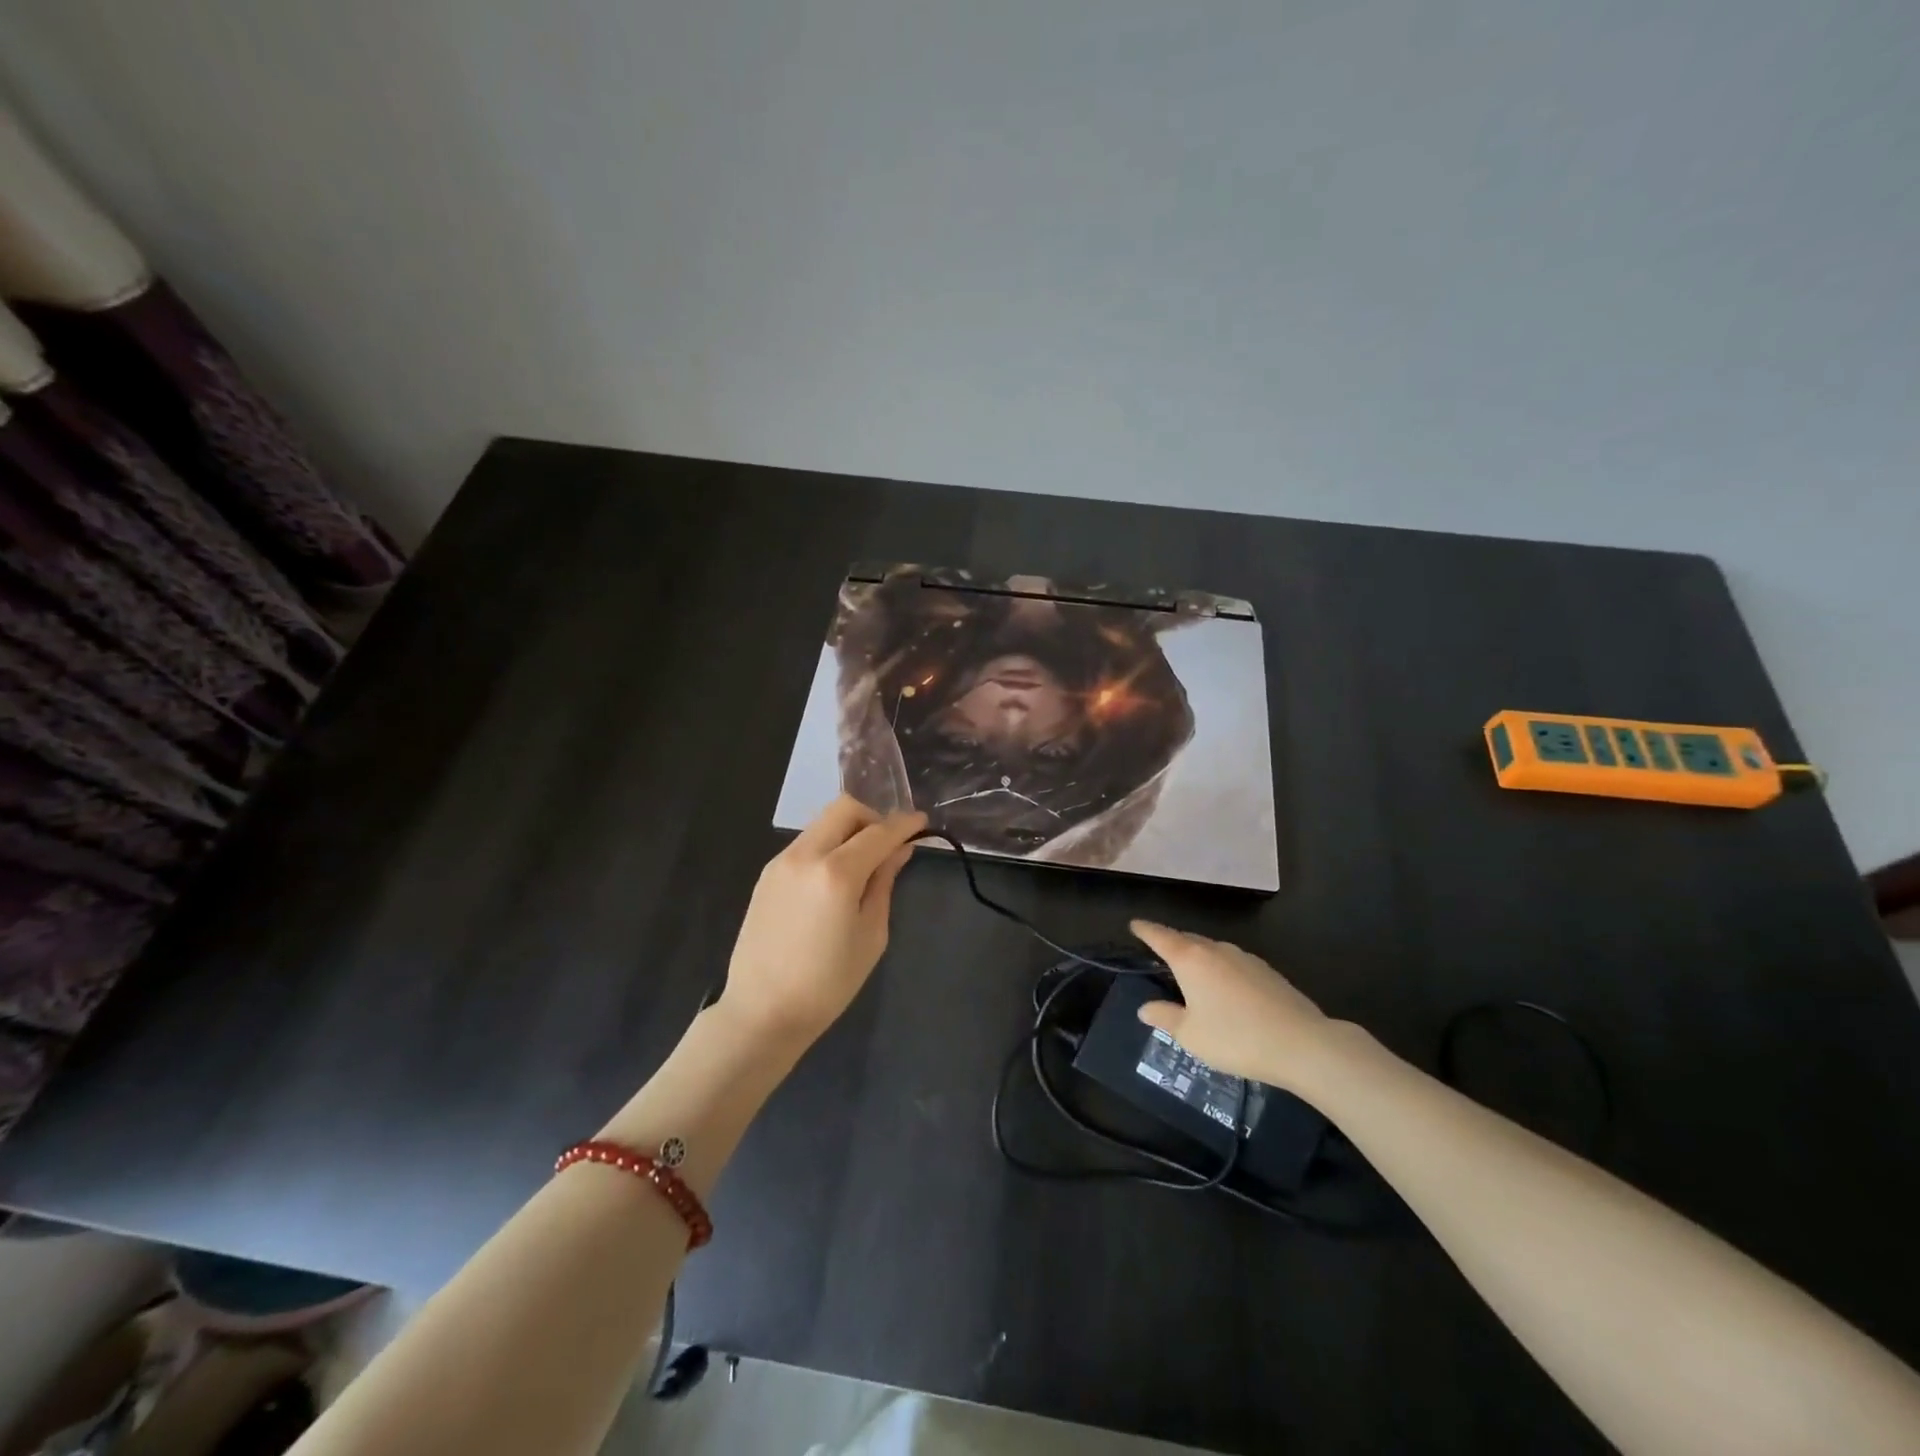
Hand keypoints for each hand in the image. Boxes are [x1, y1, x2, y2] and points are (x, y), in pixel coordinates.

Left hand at [720, 796, 925, 1044]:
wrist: (763, 1011)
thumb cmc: (828, 983)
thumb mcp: (871, 935)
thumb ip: (884, 883)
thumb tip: (899, 851)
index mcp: (837, 873)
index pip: (879, 832)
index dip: (904, 824)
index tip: (922, 822)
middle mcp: (805, 855)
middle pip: (844, 808)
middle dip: (873, 817)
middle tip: (888, 844)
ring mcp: (781, 862)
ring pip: (822, 822)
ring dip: (848, 830)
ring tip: (863, 863)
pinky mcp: (767, 874)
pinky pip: (805, 843)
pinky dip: (828, 846)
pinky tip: (835, 879)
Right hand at [1130, 921, 1335, 1092]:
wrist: (1301, 1043)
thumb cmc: (1235, 1037)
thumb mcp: (1190, 1035)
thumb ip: (1165, 1017)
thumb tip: (1145, 1008)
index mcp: (1190, 959)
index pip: (1161, 936)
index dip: (1145, 930)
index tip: (1134, 924)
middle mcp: (1216, 950)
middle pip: (1187, 939)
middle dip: (1172, 943)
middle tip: (1159, 952)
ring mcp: (1244, 958)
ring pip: (1212, 950)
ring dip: (1198, 956)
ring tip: (1191, 972)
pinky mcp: (1266, 971)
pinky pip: (1232, 962)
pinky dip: (1220, 968)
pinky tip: (1224, 989)